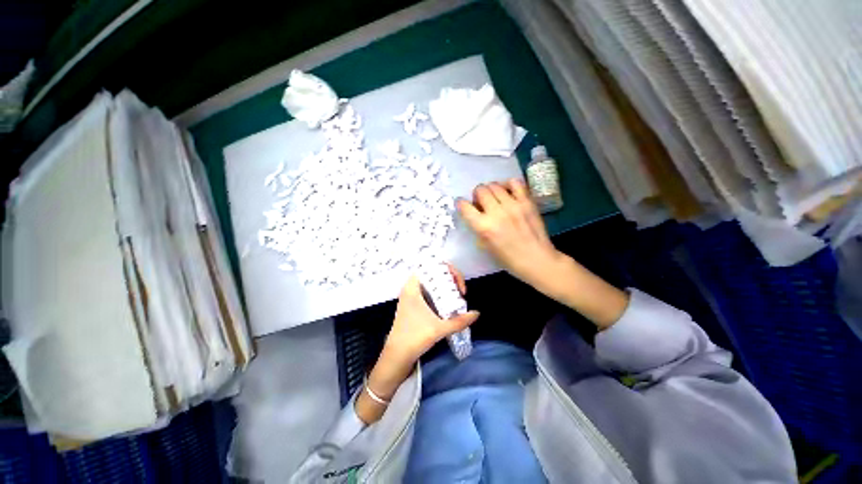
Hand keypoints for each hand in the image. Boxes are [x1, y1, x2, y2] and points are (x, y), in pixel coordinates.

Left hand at [382, 265, 479, 367]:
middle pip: (433, 273)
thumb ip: (459, 321)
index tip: (457, 284)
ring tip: (458, 296)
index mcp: (412, 287)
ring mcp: (411, 297)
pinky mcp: (413, 305)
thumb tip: (477, 313)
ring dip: (445, 287)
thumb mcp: (438, 329)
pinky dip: (440, 294)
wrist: (396, 357)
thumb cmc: (414, 338)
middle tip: (460, 291)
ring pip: (431, 283)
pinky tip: (449, 304)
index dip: (446, 270)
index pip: (430, 266)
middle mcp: (411, 288)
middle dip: (449, 278)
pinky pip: (429, 292)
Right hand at [458, 179, 562, 287]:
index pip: (464, 206)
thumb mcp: (485, 246)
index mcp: (484, 227)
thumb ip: (478, 228)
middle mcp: (496, 212)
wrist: (537, 260)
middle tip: (481, 203)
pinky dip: (508, 184)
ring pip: (495, 185)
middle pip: (480, 190)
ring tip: (494, 198)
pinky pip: (515, 183)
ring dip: (490, 190)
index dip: (461, 204)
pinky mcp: (527, 202)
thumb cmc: (508, 259)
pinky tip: (508, 192)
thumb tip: (475, 213)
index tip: (463, 205)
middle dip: (477, 195)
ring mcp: (513, 205)